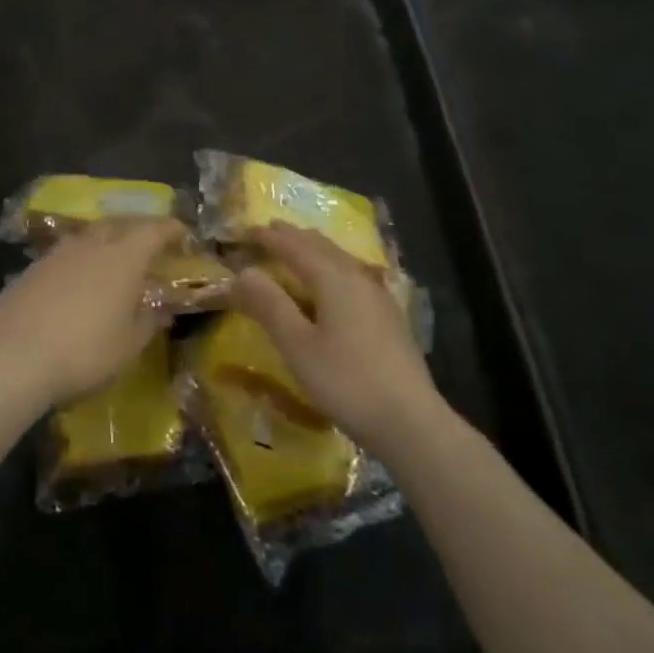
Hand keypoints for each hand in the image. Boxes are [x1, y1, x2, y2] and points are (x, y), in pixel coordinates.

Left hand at [0, 217, 183, 408]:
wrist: (14, 358)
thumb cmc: (85, 353)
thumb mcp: (128, 347)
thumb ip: (149, 322)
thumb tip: (161, 310)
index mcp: (123, 259)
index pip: (155, 230)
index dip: (171, 230)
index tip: (183, 235)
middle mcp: (91, 245)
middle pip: (119, 224)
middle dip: (137, 229)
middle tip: (148, 244)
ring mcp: (57, 253)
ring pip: (88, 236)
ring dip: (105, 242)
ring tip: (111, 261)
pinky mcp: (31, 268)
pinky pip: (64, 254)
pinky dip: (78, 261)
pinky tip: (75, 282)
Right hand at [233, 224, 449, 456]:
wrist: (411, 422)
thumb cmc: (346, 382)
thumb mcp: (297, 346)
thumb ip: (269, 305)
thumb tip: (242, 272)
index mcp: (333, 278)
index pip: (293, 246)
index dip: (267, 237)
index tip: (243, 230)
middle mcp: (357, 276)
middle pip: (320, 245)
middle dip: (291, 236)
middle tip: (267, 232)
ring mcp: (378, 294)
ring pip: (339, 257)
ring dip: (313, 248)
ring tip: (295, 249)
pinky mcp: (389, 315)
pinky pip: (352, 273)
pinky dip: (331, 265)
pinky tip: (332, 281)